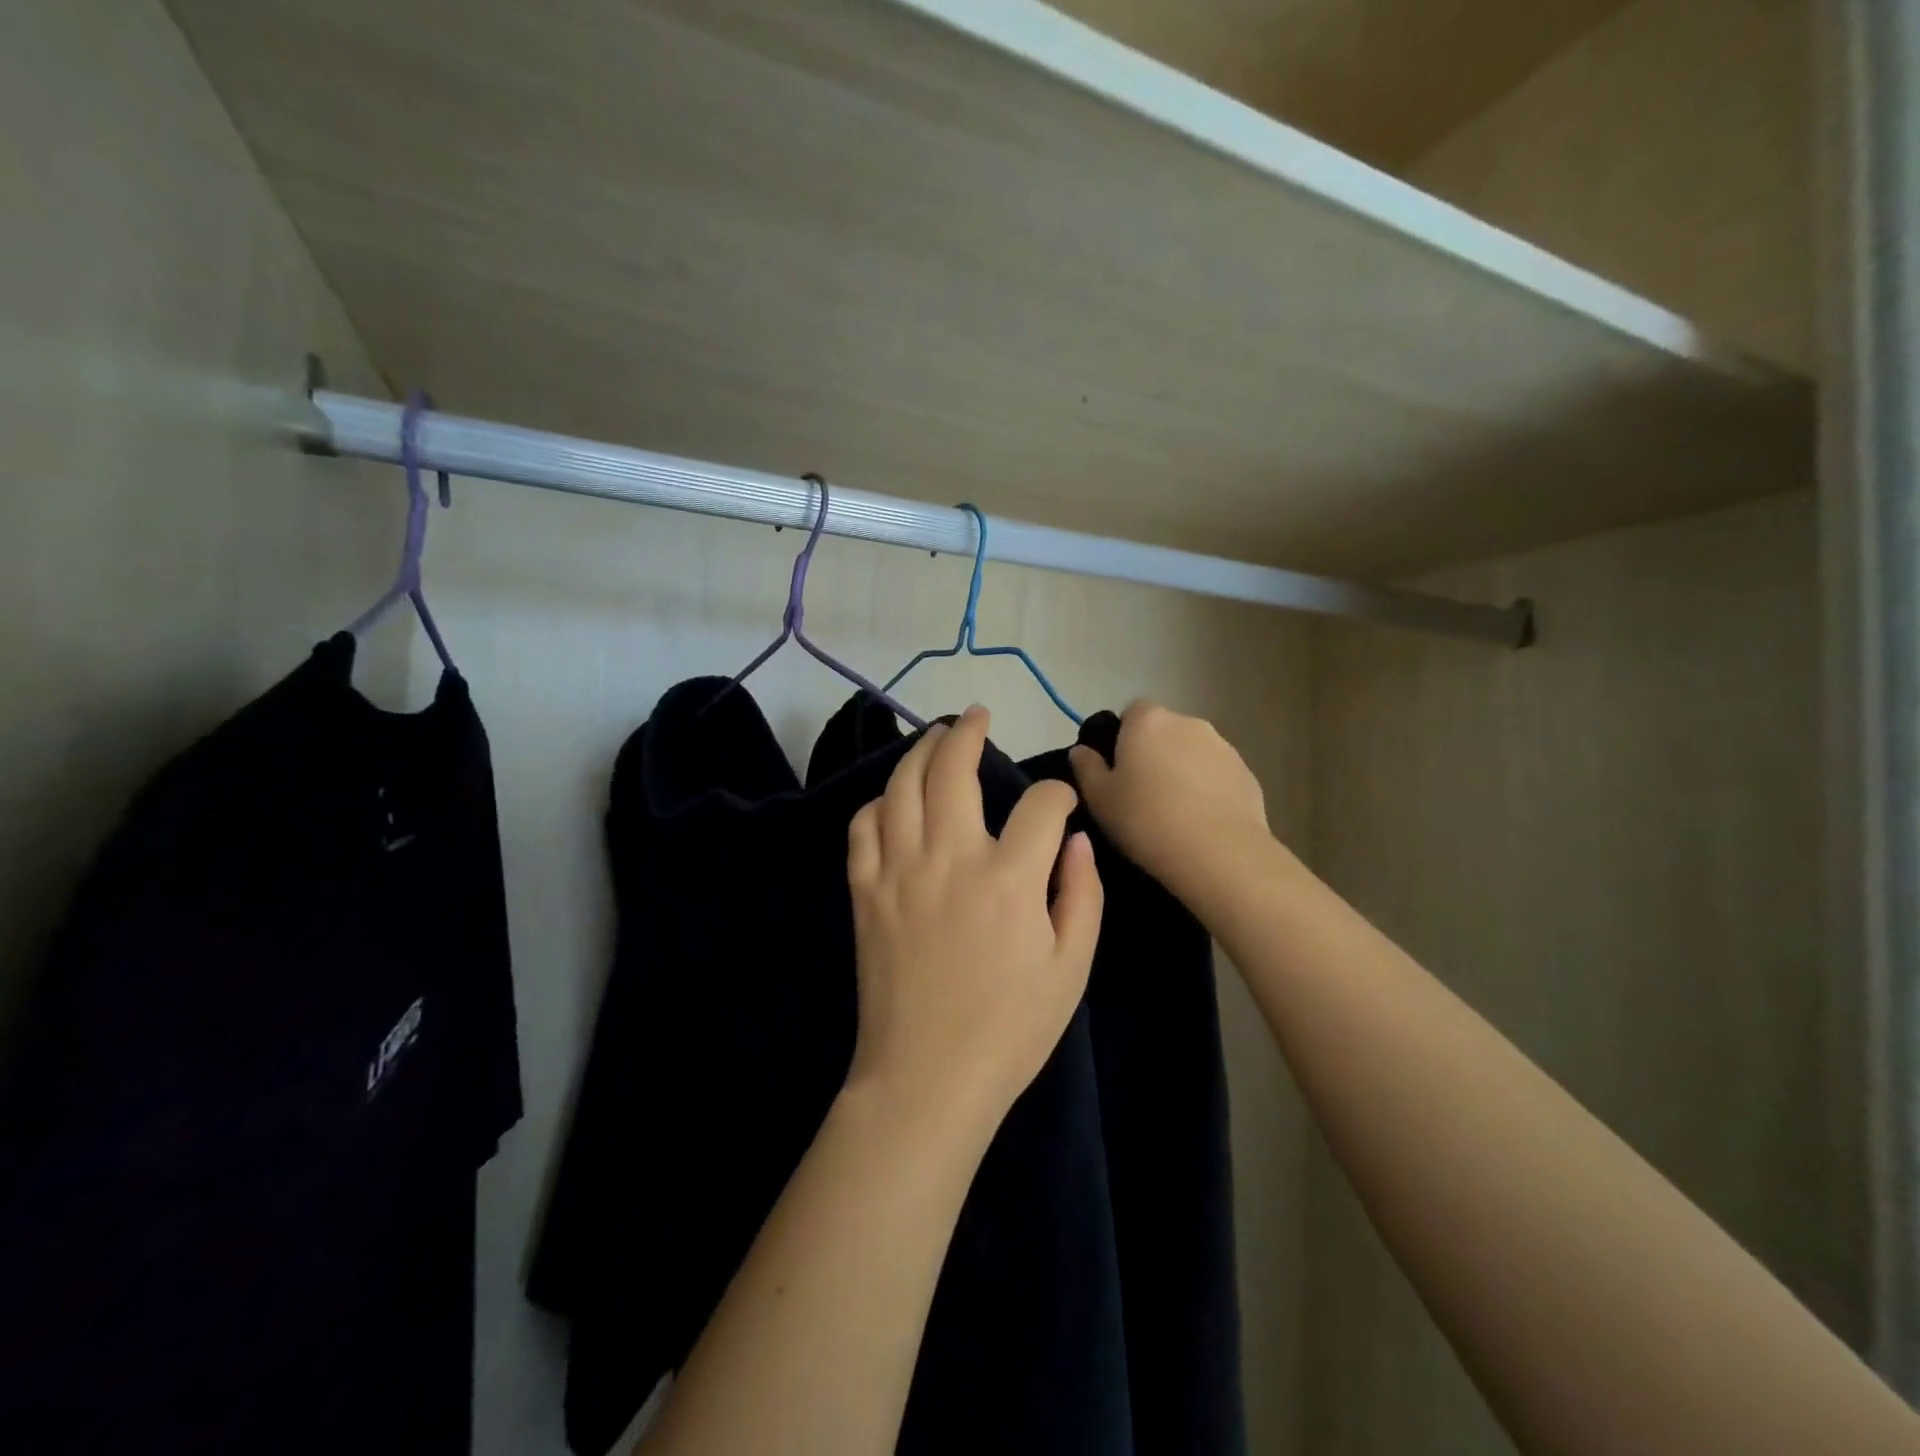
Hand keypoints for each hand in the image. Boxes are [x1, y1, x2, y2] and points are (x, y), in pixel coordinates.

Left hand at [846, 706, 1103, 1138]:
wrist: (925, 1078)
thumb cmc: (1009, 1029)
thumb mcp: (1071, 969)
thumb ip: (1081, 894)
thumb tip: (1076, 839)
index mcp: (1009, 878)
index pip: (1040, 805)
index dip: (1058, 795)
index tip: (1062, 804)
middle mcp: (950, 858)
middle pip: (953, 768)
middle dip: (968, 732)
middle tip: (976, 716)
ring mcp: (899, 871)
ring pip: (902, 786)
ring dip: (919, 752)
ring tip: (933, 737)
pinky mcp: (864, 892)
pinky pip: (863, 828)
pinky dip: (877, 803)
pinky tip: (893, 801)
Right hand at [1069, 699, 1273, 915]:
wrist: (1218, 854)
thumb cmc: (1146, 820)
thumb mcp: (1099, 798)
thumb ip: (1086, 768)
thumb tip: (1081, 751)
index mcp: (1148, 721)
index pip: (1131, 712)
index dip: (1122, 738)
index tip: (1118, 771)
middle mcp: (1188, 722)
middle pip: (1164, 731)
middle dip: (1154, 754)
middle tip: (1142, 794)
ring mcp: (1223, 747)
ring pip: (1193, 752)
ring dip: (1182, 771)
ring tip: (1174, 812)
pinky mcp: (1247, 774)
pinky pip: (1217, 775)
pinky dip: (1208, 790)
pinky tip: (1201, 822)